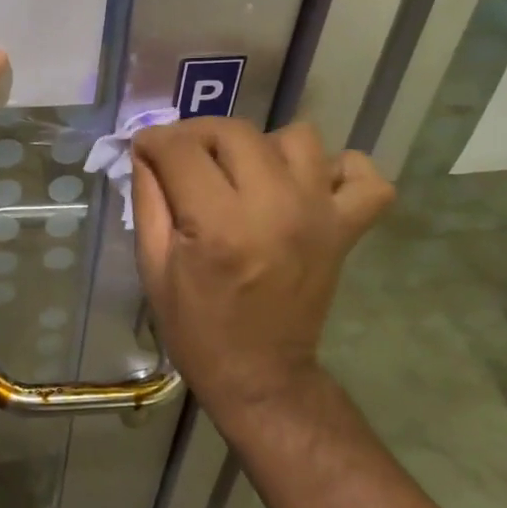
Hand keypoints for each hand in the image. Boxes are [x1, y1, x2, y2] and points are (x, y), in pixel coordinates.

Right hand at [131, 117, 393, 414]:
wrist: (261, 376)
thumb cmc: (196, 328)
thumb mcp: (153, 267)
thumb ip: (148, 199)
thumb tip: (146, 150)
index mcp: (217, 226)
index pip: (180, 149)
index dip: (153, 141)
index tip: (145, 150)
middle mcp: (273, 208)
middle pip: (233, 131)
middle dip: (197, 135)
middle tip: (183, 160)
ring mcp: (318, 214)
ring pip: (295, 137)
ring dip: (260, 146)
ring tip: (242, 173)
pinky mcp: (346, 227)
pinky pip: (361, 173)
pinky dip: (338, 168)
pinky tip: (305, 184)